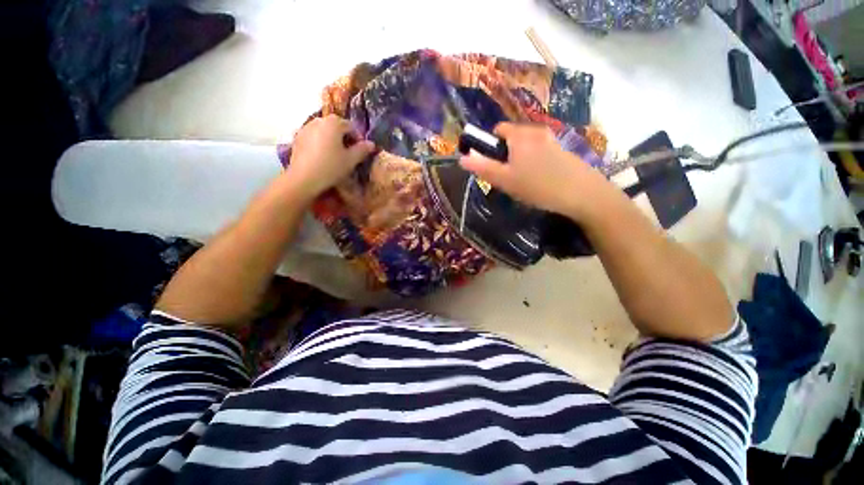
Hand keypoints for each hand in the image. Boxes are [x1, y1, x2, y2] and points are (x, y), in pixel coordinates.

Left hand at [285, 115, 374, 201]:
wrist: (304, 178)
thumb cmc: (331, 167)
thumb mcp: (351, 160)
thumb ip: (362, 150)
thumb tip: (371, 144)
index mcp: (334, 122)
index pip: (351, 127)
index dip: (359, 139)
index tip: (361, 152)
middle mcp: (319, 120)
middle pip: (337, 127)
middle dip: (345, 138)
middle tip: (349, 154)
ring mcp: (306, 127)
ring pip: (325, 131)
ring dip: (332, 140)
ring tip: (336, 156)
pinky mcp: (297, 137)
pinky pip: (314, 137)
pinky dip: (321, 143)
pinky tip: (323, 157)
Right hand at [459, 123, 614, 221]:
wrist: (582, 193)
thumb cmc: (538, 186)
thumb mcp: (505, 179)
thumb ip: (482, 167)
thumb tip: (462, 158)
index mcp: (520, 135)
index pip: (498, 129)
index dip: (491, 145)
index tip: (494, 165)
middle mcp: (536, 130)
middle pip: (512, 136)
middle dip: (506, 153)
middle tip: (509, 176)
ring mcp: (552, 138)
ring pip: (526, 144)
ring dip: (520, 157)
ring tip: (524, 180)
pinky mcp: (562, 148)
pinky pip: (540, 149)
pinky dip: (534, 160)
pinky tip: (540, 178)